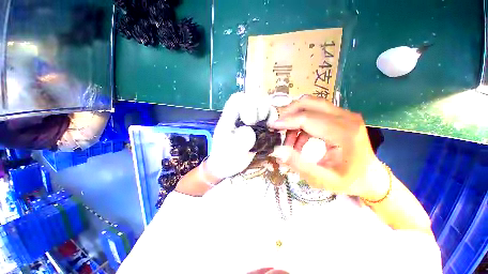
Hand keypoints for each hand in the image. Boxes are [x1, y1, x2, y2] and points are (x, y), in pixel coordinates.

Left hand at [206, 93, 277, 178]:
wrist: (228, 165)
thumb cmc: (225, 158)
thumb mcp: (230, 152)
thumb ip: (239, 141)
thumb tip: (250, 130)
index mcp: (229, 118)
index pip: (237, 99)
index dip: (247, 106)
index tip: (250, 123)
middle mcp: (240, 116)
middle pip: (253, 98)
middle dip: (260, 109)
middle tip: (258, 125)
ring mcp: (250, 120)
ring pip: (263, 105)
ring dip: (269, 114)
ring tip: (268, 127)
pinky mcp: (258, 126)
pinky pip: (269, 115)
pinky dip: (273, 119)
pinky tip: (272, 129)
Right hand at [270, 96, 387, 200]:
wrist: (370, 176)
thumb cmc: (348, 180)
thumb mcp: (322, 179)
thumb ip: (298, 165)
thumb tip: (278, 151)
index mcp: (344, 133)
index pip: (307, 118)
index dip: (286, 121)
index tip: (271, 125)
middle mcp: (346, 117)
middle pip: (309, 103)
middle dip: (289, 113)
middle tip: (277, 127)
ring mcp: (344, 114)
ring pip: (311, 105)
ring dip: (294, 119)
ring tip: (288, 140)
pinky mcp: (341, 116)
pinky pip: (315, 113)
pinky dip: (302, 124)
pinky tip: (298, 140)